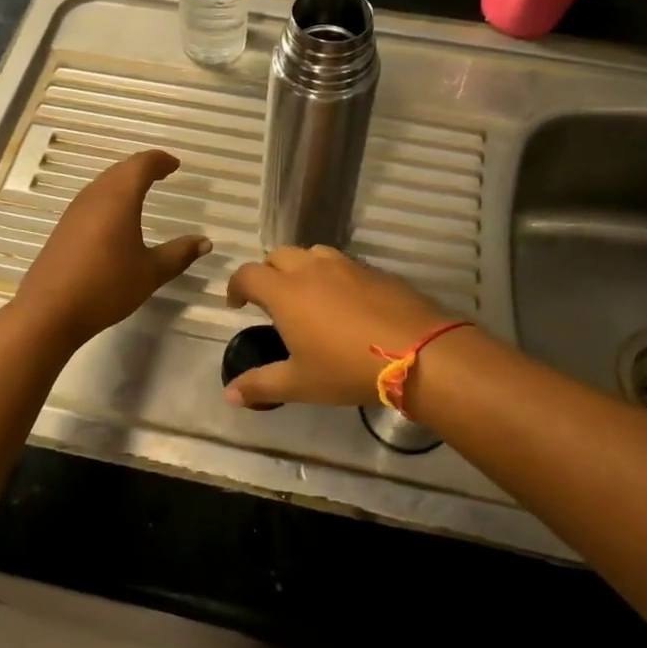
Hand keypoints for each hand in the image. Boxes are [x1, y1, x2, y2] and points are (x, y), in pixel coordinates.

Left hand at [12, 151, 210, 347]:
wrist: (49, 311)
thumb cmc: (106, 286)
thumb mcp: (151, 272)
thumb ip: (179, 254)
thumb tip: (205, 242)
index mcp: (119, 198)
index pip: (141, 165)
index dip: (160, 161)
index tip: (175, 165)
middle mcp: (95, 196)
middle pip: (120, 170)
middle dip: (142, 167)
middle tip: (162, 173)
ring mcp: (75, 211)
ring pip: (103, 183)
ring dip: (123, 181)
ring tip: (142, 191)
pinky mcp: (63, 228)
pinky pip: (92, 200)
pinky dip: (110, 197)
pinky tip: (115, 218)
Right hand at [223, 247, 458, 406]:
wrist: (417, 352)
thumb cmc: (347, 368)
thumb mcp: (300, 383)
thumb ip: (261, 385)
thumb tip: (229, 394)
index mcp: (285, 291)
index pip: (248, 274)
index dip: (236, 286)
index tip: (237, 304)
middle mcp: (311, 268)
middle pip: (278, 255)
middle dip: (268, 272)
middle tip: (271, 300)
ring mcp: (345, 265)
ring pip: (312, 253)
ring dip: (301, 268)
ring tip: (307, 295)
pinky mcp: (373, 270)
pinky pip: (343, 264)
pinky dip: (332, 275)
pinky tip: (345, 303)